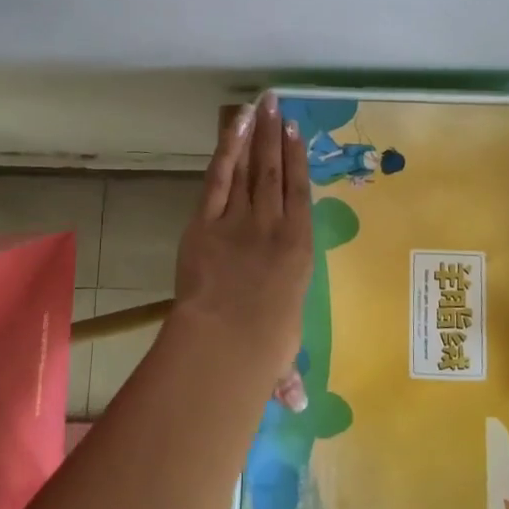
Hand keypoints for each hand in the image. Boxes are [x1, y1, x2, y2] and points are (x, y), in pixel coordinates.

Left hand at [172, 94, 313, 386]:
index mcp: (299, 249)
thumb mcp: (279, 356)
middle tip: (279, 104)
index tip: (296, 132)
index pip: (301, 193)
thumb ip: (284, 371)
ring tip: (261, 105)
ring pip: (250, 168)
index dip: (299, 160)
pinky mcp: (207, 221)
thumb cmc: (262, 347)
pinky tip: (235, 125)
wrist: (226, 340)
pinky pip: (220, 177)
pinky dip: (228, 149)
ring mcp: (240, 219)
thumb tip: (296, 404)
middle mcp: (274, 225)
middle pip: (275, 172)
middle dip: (277, 136)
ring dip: (255, 136)